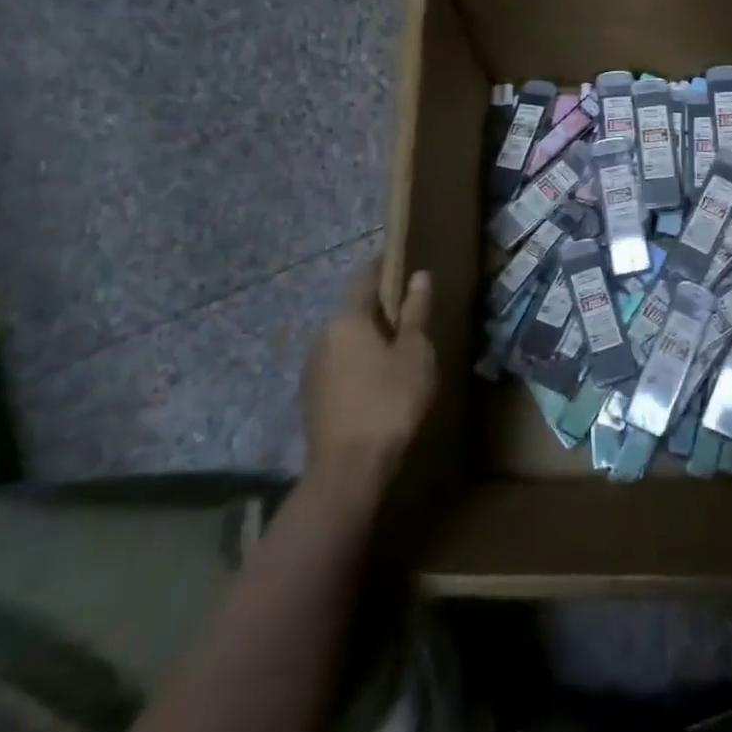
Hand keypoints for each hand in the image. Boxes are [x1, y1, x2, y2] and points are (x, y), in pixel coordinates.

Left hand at [300, 260, 437, 497]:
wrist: (347, 470)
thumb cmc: (389, 401)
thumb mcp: (414, 353)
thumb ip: (416, 312)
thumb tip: (419, 276)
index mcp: (348, 318)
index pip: (366, 277)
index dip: (387, 266)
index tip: (406, 262)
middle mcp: (323, 335)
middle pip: (355, 309)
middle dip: (381, 307)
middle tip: (412, 312)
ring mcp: (313, 367)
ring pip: (347, 339)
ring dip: (370, 337)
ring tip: (399, 348)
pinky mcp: (313, 396)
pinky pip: (340, 364)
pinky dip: (360, 362)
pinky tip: (379, 380)